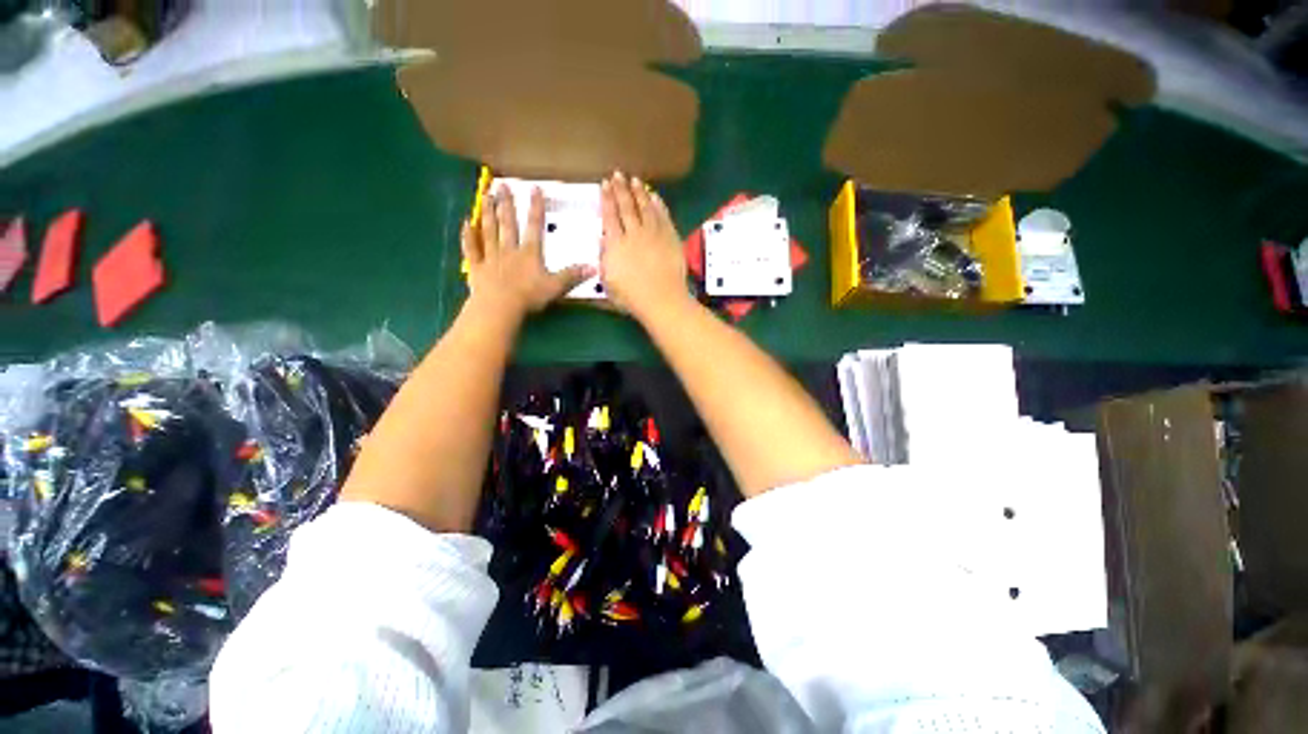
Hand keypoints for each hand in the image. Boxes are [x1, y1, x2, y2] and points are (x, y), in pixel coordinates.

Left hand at [463, 185, 592, 319]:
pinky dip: (468, 237)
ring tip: (485, 195)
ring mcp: (491, 257)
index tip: (535, 188)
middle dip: (507, 204)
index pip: (534, 227)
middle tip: (502, 185)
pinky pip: (472, 249)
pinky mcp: (477, 268)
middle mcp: (509, 250)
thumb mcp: (556, 286)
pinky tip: (466, 224)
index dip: (536, 208)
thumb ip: (572, 275)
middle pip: (508, 224)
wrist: (500, 306)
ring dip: (488, 213)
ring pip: (489, 231)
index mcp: (529, 253)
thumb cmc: (529, 296)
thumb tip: (594, 267)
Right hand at [599, 172, 691, 319]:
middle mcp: (634, 233)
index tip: (604, 184)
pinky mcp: (670, 237)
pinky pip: (663, 216)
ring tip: (634, 180)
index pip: (609, 215)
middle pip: (626, 206)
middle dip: (621, 189)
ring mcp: (654, 234)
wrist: (662, 300)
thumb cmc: (632, 297)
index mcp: (616, 244)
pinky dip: (658, 204)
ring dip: (639, 192)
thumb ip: (604, 260)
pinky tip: (655, 197)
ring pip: (645, 207)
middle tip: (617, 174)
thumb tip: (603, 241)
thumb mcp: (608, 282)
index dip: (607, 198)